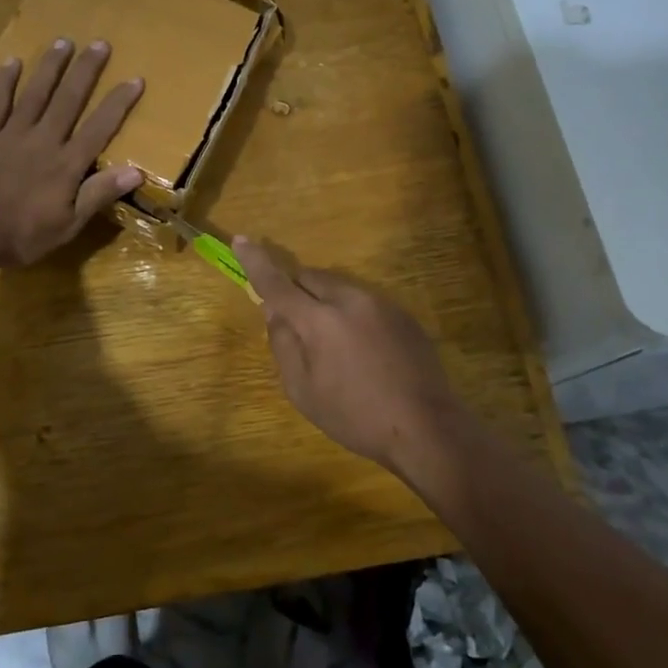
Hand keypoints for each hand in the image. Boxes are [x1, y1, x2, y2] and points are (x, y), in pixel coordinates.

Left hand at [0, 39, 144, 271]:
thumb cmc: (19, 235)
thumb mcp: (66, 226)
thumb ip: (98, 195)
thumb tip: (136, 171)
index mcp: (66, 164)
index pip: (99, 128)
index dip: (118, 103)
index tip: (135, 79)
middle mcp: (42, 140)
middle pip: (68, 100)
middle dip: (86, 71)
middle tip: (99, 43)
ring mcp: (10, 134)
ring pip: (35, 93)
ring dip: (50, 67)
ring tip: (63, 41)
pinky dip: (4, 82)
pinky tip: (12, 62)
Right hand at [234, 238, 464, 476]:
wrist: (426, 427)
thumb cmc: (355, 416)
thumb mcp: (303, 391)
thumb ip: (283, 345)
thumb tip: (274, 312)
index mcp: (319, 320)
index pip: (277, 283)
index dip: (256, 262)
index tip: (241, 240)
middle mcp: (349, 299)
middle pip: (311, 277)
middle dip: (296, 290)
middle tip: (295, 322)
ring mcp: (381, 303)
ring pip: (339, 287)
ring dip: (325, 302)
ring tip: (334, 344)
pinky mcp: (403, 314)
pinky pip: (364, 301)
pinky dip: (351, 313)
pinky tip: (363, 350)